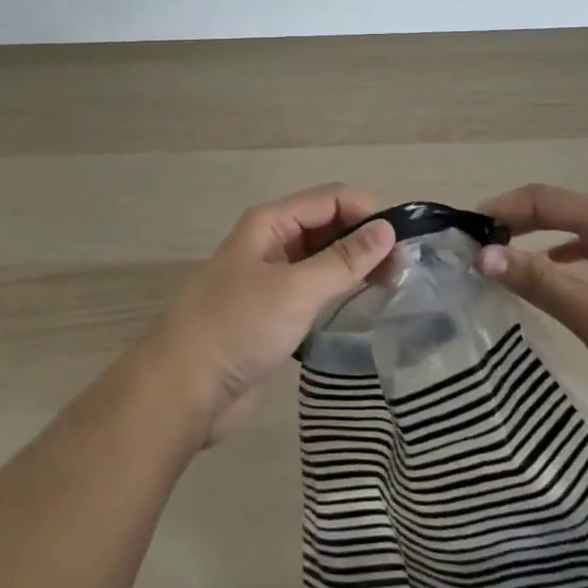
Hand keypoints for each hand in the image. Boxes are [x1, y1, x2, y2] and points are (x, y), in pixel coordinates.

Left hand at [141, 184, 396, 442]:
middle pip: (327, 226)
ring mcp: (272, 278)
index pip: (330, 198)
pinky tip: (363, 309)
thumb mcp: (295, 289)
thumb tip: (387, 228)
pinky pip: (314, 290)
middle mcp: (272, 241)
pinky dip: (339, 293)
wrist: (183, 390)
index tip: (405, 243)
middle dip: (364, 240)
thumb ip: (344, 260)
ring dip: (354, 267)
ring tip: (393, 289)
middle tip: (404, 272)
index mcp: (271, 222)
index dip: (367, 213)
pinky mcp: (273, 313)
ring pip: (322, 259)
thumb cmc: (239, 326)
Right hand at [475, 184, 587, 430]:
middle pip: (555, 208)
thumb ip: (535, 280)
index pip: (542, 199)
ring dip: (535, 238)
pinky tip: (547, 274)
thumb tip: (481, 255)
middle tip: (477, 241)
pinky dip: (558, 256)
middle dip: (514, 220)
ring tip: (501, 255)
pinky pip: (586, 249)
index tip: (466, 227)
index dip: (501, 208)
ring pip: (570, 229)